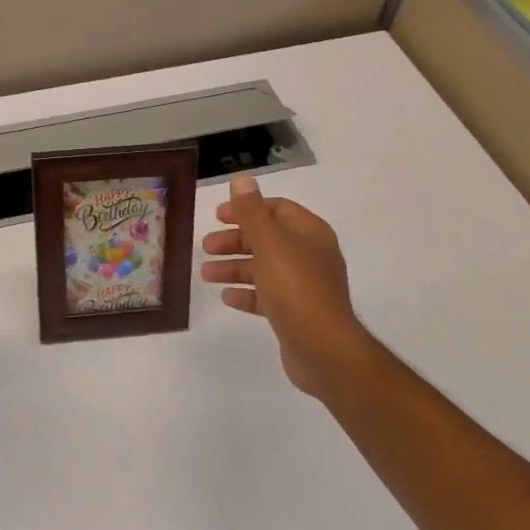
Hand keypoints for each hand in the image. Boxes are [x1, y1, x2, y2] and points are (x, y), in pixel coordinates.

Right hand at [201, 176, 369, 399]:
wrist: (323, 349)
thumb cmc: (295, 288)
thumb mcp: (269, 243)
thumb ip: (252, 212)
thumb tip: (242, 180)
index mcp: (310, 233)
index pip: (276, 209)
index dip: (247, 209)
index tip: (218, 216)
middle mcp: (310, 256)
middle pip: (267, 239)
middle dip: (235, 241)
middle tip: (206, 246)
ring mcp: (304, 286)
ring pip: (264, 268)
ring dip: (234, 267)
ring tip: (206, 273)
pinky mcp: (296, 313)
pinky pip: (267, 296)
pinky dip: (246, 293)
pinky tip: (226, 296)